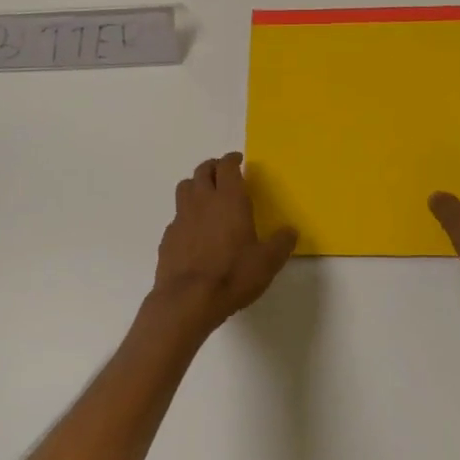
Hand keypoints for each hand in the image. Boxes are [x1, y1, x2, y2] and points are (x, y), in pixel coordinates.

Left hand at [151, 153, 297, 336]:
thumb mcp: (268, 262)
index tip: (238, 160)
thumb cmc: (233, 275)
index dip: (232, 159)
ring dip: (195, 185)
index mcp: (229, 199)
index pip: (227, 167)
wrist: (188, 299)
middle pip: (202, 171)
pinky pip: (177, 216)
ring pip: (184, 188)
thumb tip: (290, 231)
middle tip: (222, 173)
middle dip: (213, 167)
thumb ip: (281, 243)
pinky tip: (193, 230)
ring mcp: (181, 218)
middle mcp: (202, 201)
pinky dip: (186, 215)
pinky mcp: (168, 237)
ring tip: (205, 195)